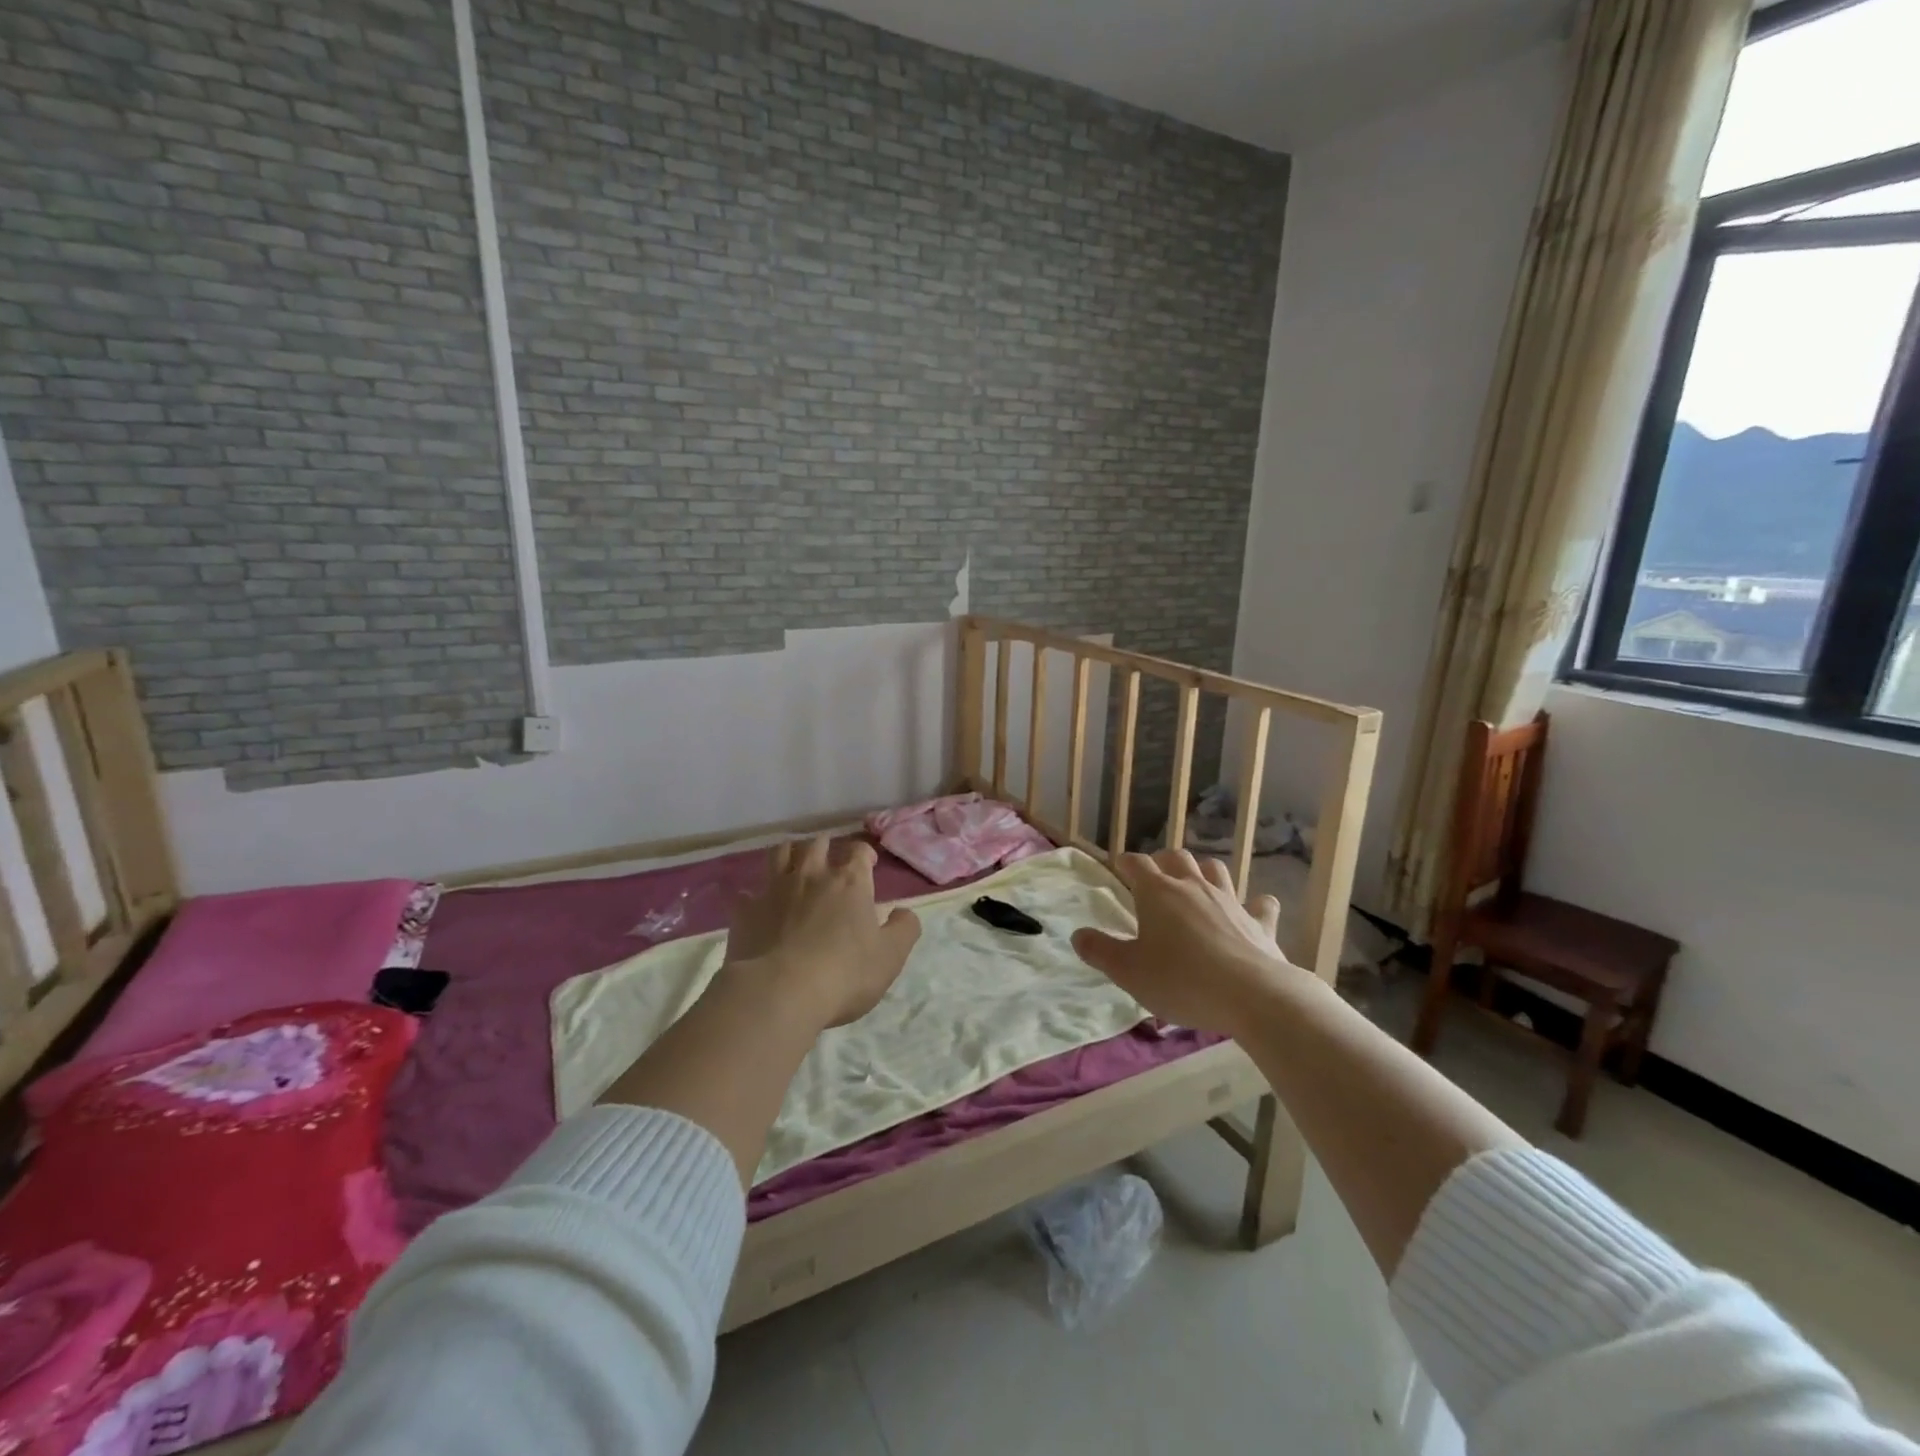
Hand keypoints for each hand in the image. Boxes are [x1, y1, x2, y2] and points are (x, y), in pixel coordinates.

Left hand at [724, 835, 921, 1027]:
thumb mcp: (890, 957)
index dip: (865, 855)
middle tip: (830, 862)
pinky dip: (749, 895)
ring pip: (780, 853)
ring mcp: (775, 890)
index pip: (859, 851)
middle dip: (826, 847)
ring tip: (794, 866)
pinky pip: (743, 893)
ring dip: (790, 854)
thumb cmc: (845, 974)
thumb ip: (904, 929)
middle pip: (818, 844)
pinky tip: (752, 904)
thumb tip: (903, 912)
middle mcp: (812, 875)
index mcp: (850, 882)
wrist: (780, 992)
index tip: (868, 865)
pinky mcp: (746, 911)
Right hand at [1072, 849, 1296, 1035]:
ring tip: (1196, 886)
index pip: (1136, 863)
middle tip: (1155, 879)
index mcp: (1157, 892)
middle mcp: (1193, 886)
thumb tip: (1078, 934)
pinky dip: (1254, 905)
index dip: (1125, 863)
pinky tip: (1253, 910)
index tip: (1119, 870)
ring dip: (1204, 872)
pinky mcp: (1260, 922)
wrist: (1253, 996)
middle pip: (1177, 857)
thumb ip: (1100, 951)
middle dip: (1163, 862)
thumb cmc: (1181, 980)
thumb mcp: (1128, 972)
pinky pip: (1260, 904)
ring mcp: (1230, 900)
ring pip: (1215, 869)